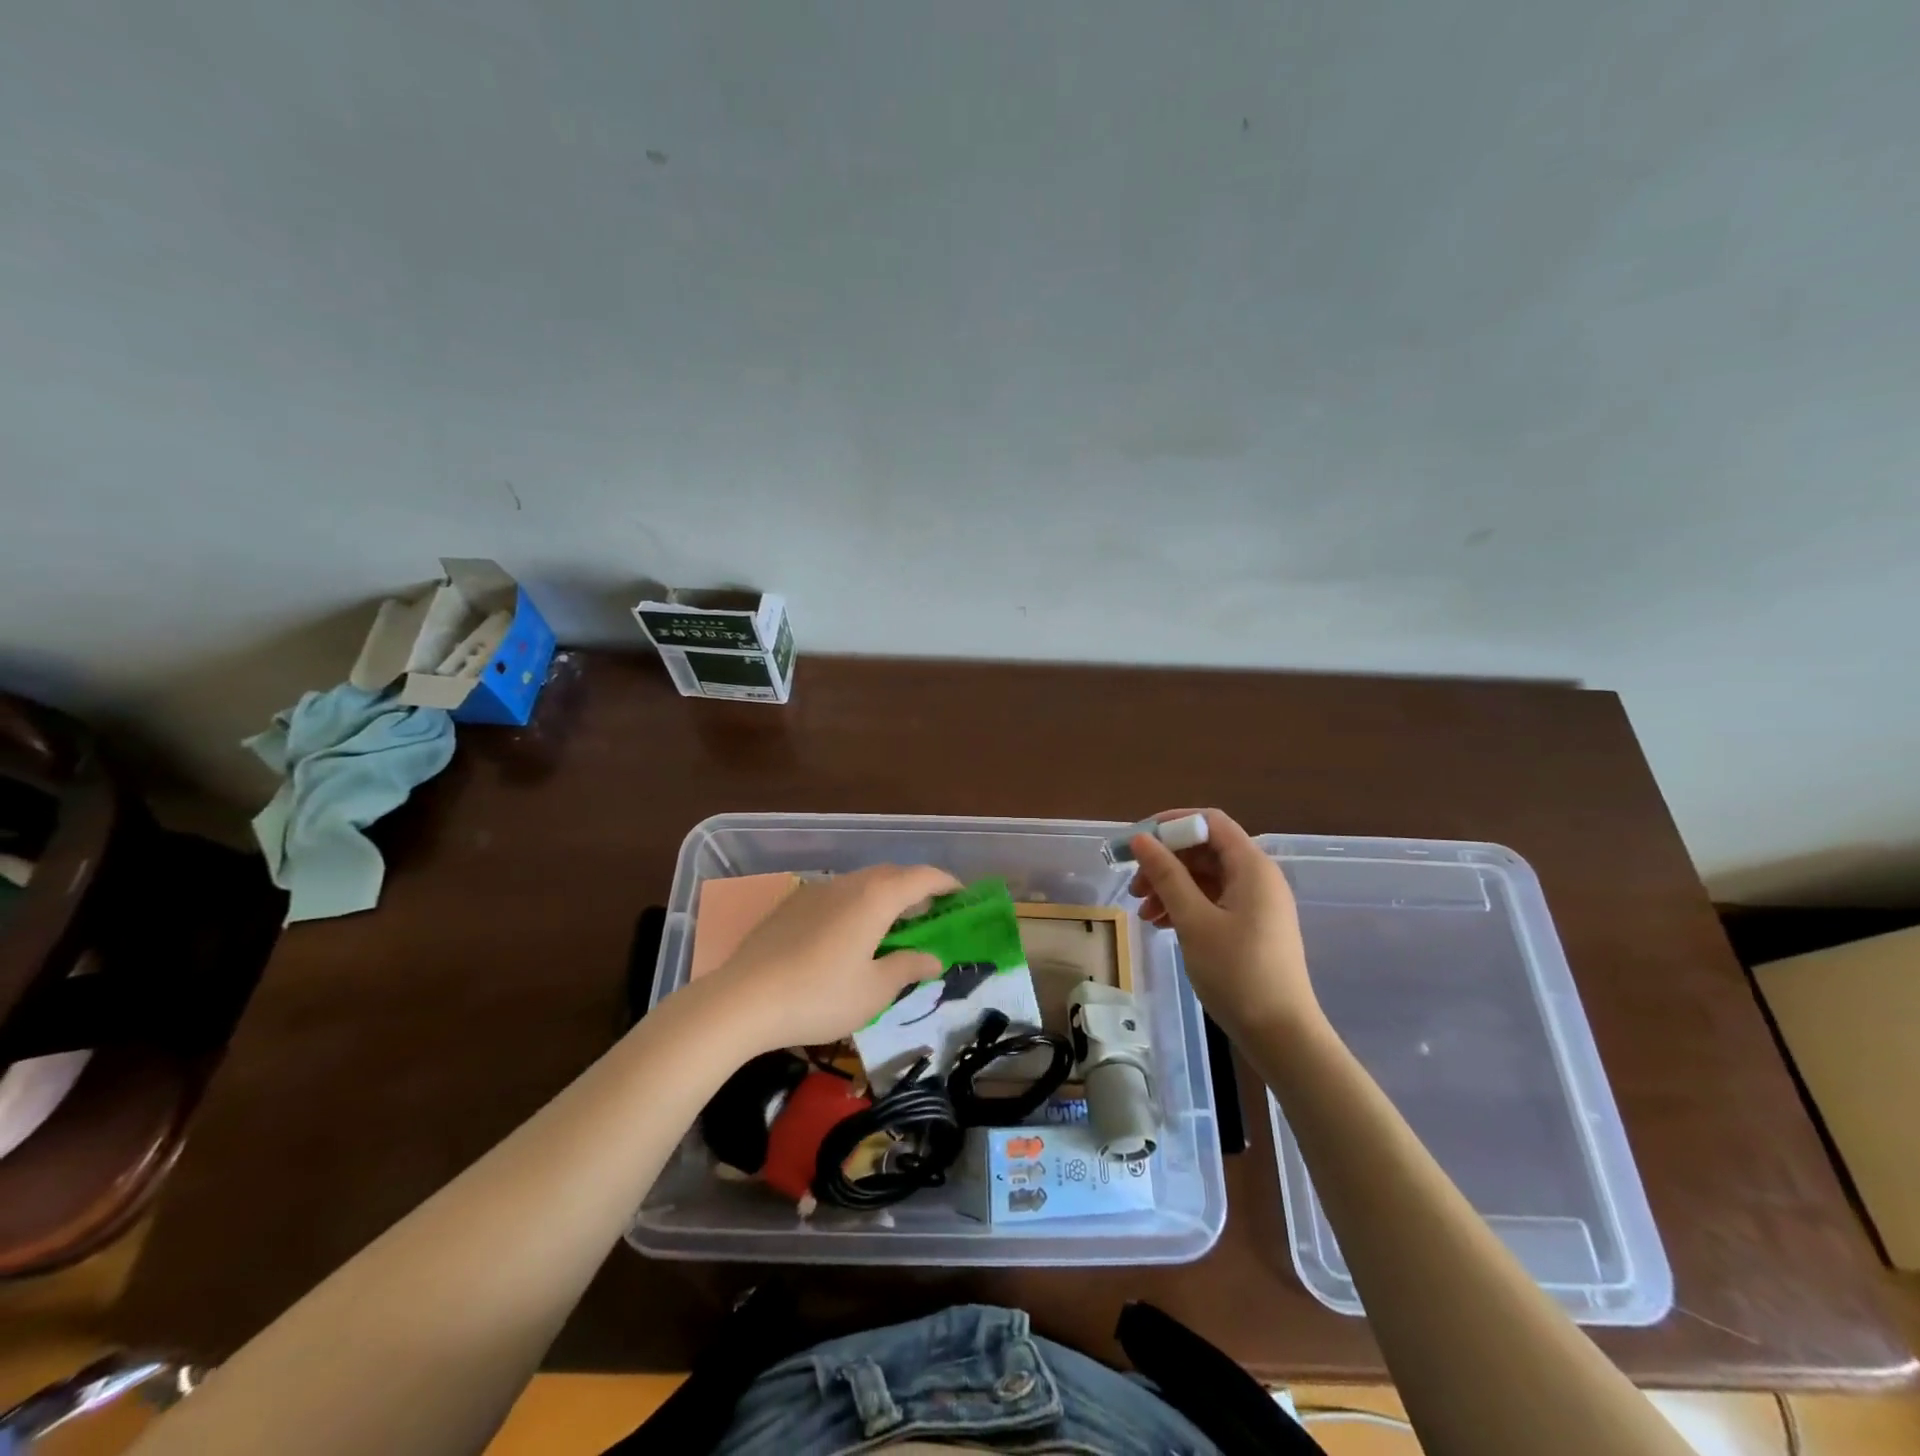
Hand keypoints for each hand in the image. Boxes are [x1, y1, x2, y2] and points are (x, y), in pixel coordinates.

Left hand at [704, 864, 961, 1052]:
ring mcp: (816, 890)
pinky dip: (857, 905)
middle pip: (892, 875)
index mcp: (875, 898)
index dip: (946, 884)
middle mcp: (848, 883)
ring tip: (891, 927)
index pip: (922, 877)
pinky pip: (837, 894)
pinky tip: (848, 935)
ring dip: (885, 896)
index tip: (961, 896)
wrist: (742, 1000)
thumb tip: (932, 958)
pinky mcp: (792, 904)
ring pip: (862, 883)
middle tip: (929, 915)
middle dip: (916, 889)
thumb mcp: (873, 991)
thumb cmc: (819, 996)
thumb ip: (907, 968)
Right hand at [1128, 808, 1320, 1036]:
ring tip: (1143, 912)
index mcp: (1252, 867)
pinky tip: (1161, 924)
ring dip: (1171, 886)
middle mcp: (1257, 877)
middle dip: (1166, 861)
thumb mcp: (1194, 920)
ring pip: (1205, 877)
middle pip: (1205, 850)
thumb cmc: (1237, 973)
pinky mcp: (1251, 926)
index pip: (1210, 822)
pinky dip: (1185, 905)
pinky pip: (1212, 900)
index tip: (1138, 841)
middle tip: (1134, 885)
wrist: (1281, 1035)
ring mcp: (1256, 903)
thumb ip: (1167, 875)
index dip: (1172, 823)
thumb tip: (1142, 839)